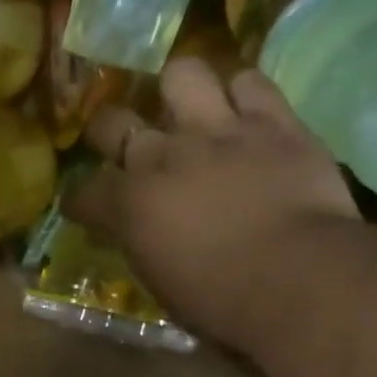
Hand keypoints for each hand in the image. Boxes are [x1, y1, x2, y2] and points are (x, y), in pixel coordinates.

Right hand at [70, 59, 360, 343]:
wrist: (297, 279)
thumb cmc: (221, 302)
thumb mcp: (161, 283)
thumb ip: (144, 245)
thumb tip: (141, 234)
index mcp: (129, 206)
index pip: (83, 193)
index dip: (80, 200)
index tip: (85, 208)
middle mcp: (161, 157)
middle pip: (112, 121)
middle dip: (108, 131)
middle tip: (125, 143)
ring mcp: (217, 131)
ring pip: (181, 74)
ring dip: (180, 90)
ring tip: (190, 109)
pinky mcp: (273, 121)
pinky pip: (250, 81)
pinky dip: (244, 94)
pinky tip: (246, 112)